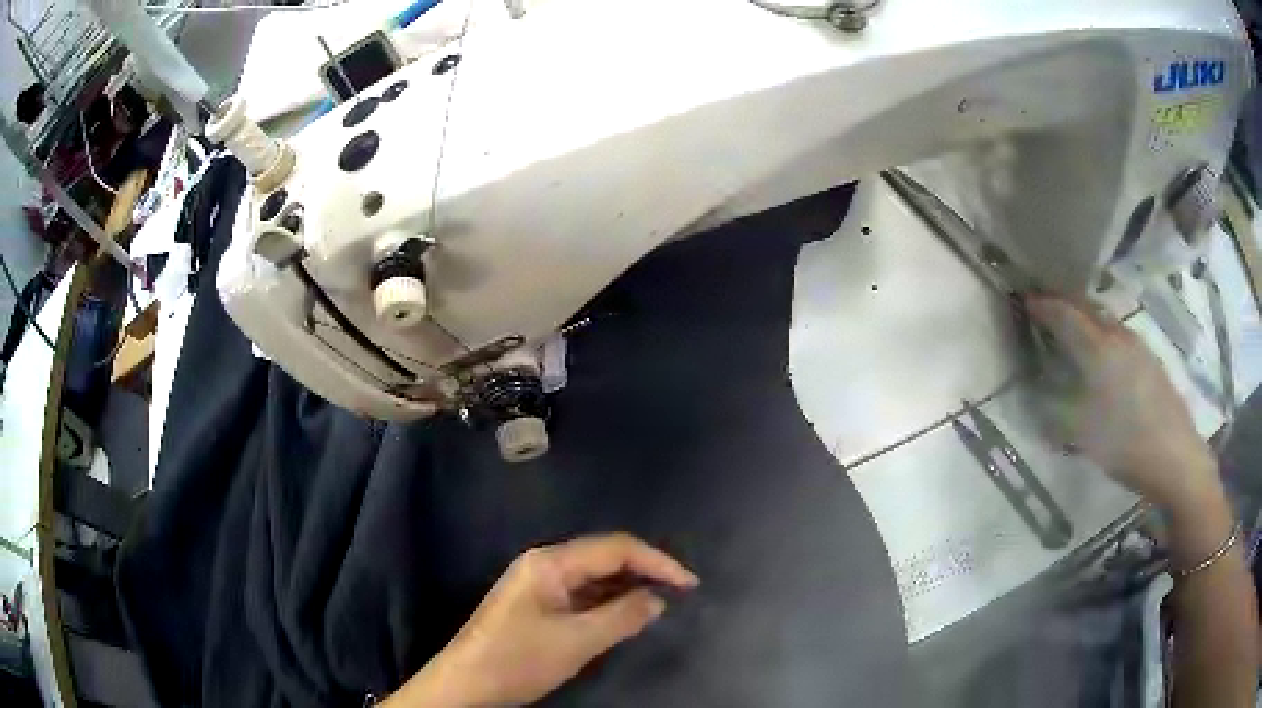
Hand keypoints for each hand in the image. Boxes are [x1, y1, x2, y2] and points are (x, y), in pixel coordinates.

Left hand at [388, 533, 698, 707]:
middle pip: (604, 556)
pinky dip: (607, 601)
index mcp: (551, 562)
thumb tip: (657, 599)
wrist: (466, 683)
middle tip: (680, 592)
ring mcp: (538, 583)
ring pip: (593, 575)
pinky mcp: (536, 602)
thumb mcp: (576, 642)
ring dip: (627, 586)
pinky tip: (625, 614)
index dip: (657, 561)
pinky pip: (581, 593)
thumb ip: (621, 617)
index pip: (616, 547)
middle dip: (644, 570)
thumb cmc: (518, 660)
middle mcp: (544, 563)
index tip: (690, 584)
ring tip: (660, 602)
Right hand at [1027, 295, 1220, 510]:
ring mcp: (1140, 348)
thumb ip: (1058, 414)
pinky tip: (1106, 356)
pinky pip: (1122, 337)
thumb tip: (1038, 404)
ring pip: (1108, 321)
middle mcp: (1120, 338)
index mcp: (1100, 349)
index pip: (1067, 316)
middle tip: (1048, 306)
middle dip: (1067, 304)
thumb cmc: (1127, 445)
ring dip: (1088, 319)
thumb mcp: (1084, 435)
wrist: (1175, 458)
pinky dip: (1106, 336)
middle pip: (1089, 308)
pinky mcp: (1152, 363)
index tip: (1026, 299)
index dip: (1045, 306)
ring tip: (1075, 329)